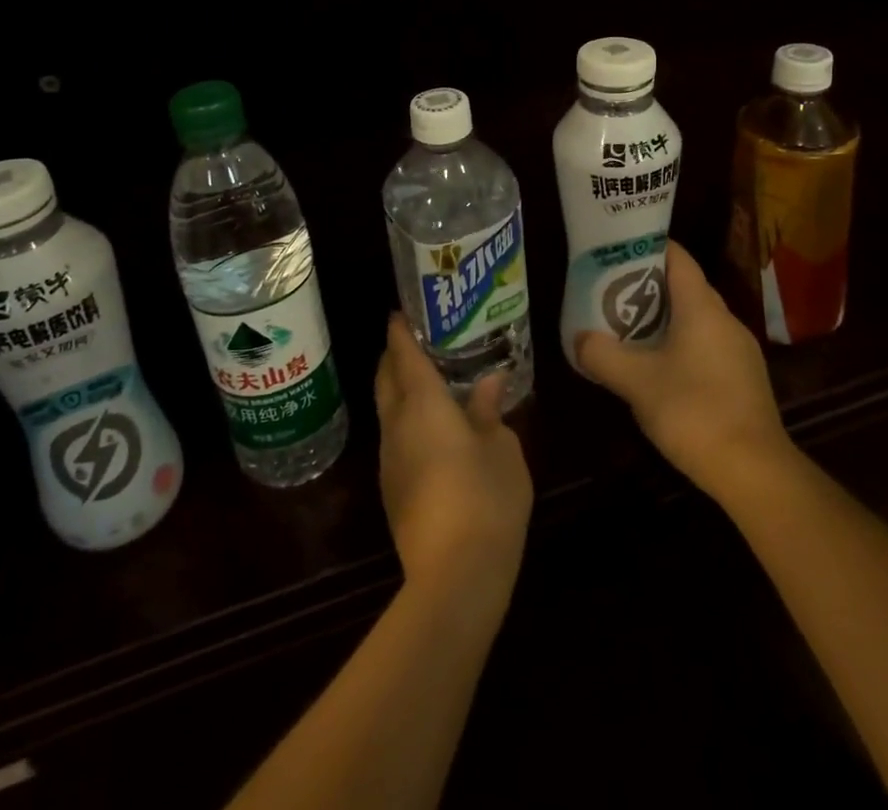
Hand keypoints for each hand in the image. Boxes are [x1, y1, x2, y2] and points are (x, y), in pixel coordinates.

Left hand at [374, 315, 532, 609]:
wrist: (454, 576)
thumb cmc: (485, 498)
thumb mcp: (502, 448)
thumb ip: (489, 410)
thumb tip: (489, 381)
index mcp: (423, 404)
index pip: (404, 355)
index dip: (400, 330)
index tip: (400, 312)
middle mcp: (397, 424)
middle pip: (385, 378)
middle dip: (393, 356)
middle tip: (416, 341)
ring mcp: (390, 460)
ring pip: (387, 410)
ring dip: (399, 390)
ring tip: (428, 380)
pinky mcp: (392, 489)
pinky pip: (394, 437)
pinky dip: (406, 419)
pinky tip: (432, 428)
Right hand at [575, 238, 797, 501]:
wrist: (755, 472)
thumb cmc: (694, 411)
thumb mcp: (636, 382)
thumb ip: (603, 355)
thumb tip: (580, 338)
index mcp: (702, 308)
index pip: (678, 258)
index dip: (648, 248)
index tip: (617, 252)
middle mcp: (725, 319)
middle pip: (685, 287)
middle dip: (648, 286)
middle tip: (612, 293)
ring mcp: (740, 350)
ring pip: (696, 319)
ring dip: (664, 319)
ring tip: (629, 329)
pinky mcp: (744, 378)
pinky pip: (707, 345)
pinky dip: (681, 344)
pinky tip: (660, 369)